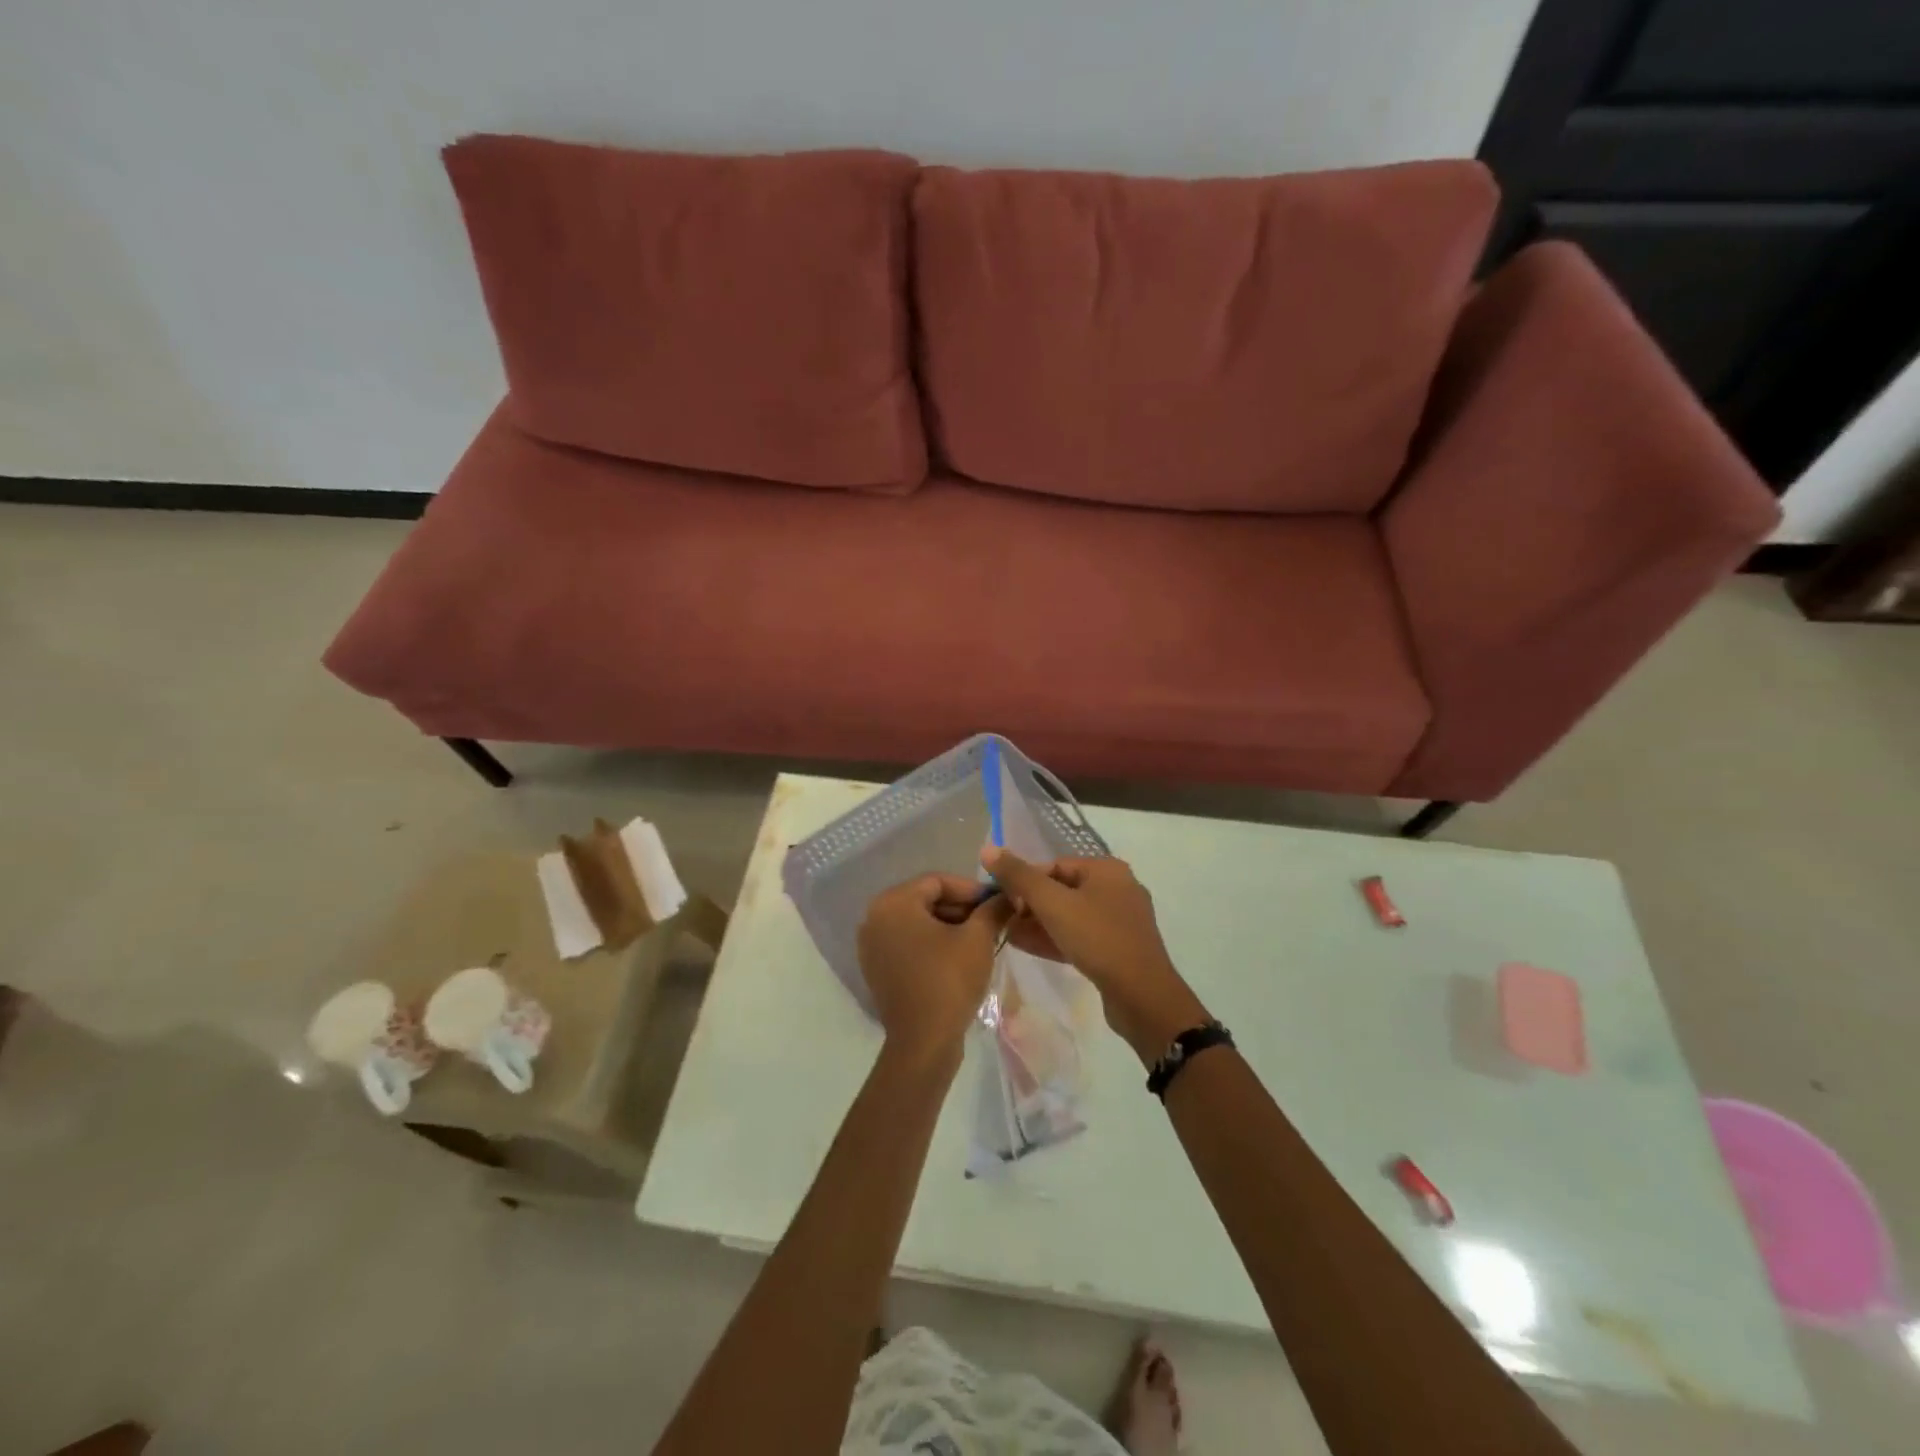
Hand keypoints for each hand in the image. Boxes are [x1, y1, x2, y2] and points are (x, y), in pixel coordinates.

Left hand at [857, 875, 1014, 1064]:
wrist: (924, 1042)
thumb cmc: (949, 980)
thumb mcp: (978, 938)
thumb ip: (993, 909)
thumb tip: (1009, 895)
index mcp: (893, 903)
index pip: (938, 882)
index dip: (972, 889)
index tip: (998, 903)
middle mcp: (874, 918)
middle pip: (925, 900)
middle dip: (961, 908)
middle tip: (992, 921)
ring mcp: (872, 946)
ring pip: (918, 923)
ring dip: (949, 927)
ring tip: (981, 940)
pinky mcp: (877, 969)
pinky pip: (908, 944)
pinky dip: (932, 945)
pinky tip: (959, 958)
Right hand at [981, 848, 1208, 1063]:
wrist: (1142, 996)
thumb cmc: (1097, 938)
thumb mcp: (1052, 904)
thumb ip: (1019, 876)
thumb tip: (988, 849)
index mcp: (1106, 869)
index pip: (1054, 866)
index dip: (1024, 881)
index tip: (1002, 902)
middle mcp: (1117, 888)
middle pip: (1062, 889)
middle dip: (1029, 905)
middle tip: (1003, 921)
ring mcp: (1120, 920)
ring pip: (1070, 915)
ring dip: (1039, 924)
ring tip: (1008, 935)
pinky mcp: (1118, 948)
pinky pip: (1080, 936)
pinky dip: (1055, 938)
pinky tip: (1028, 947)